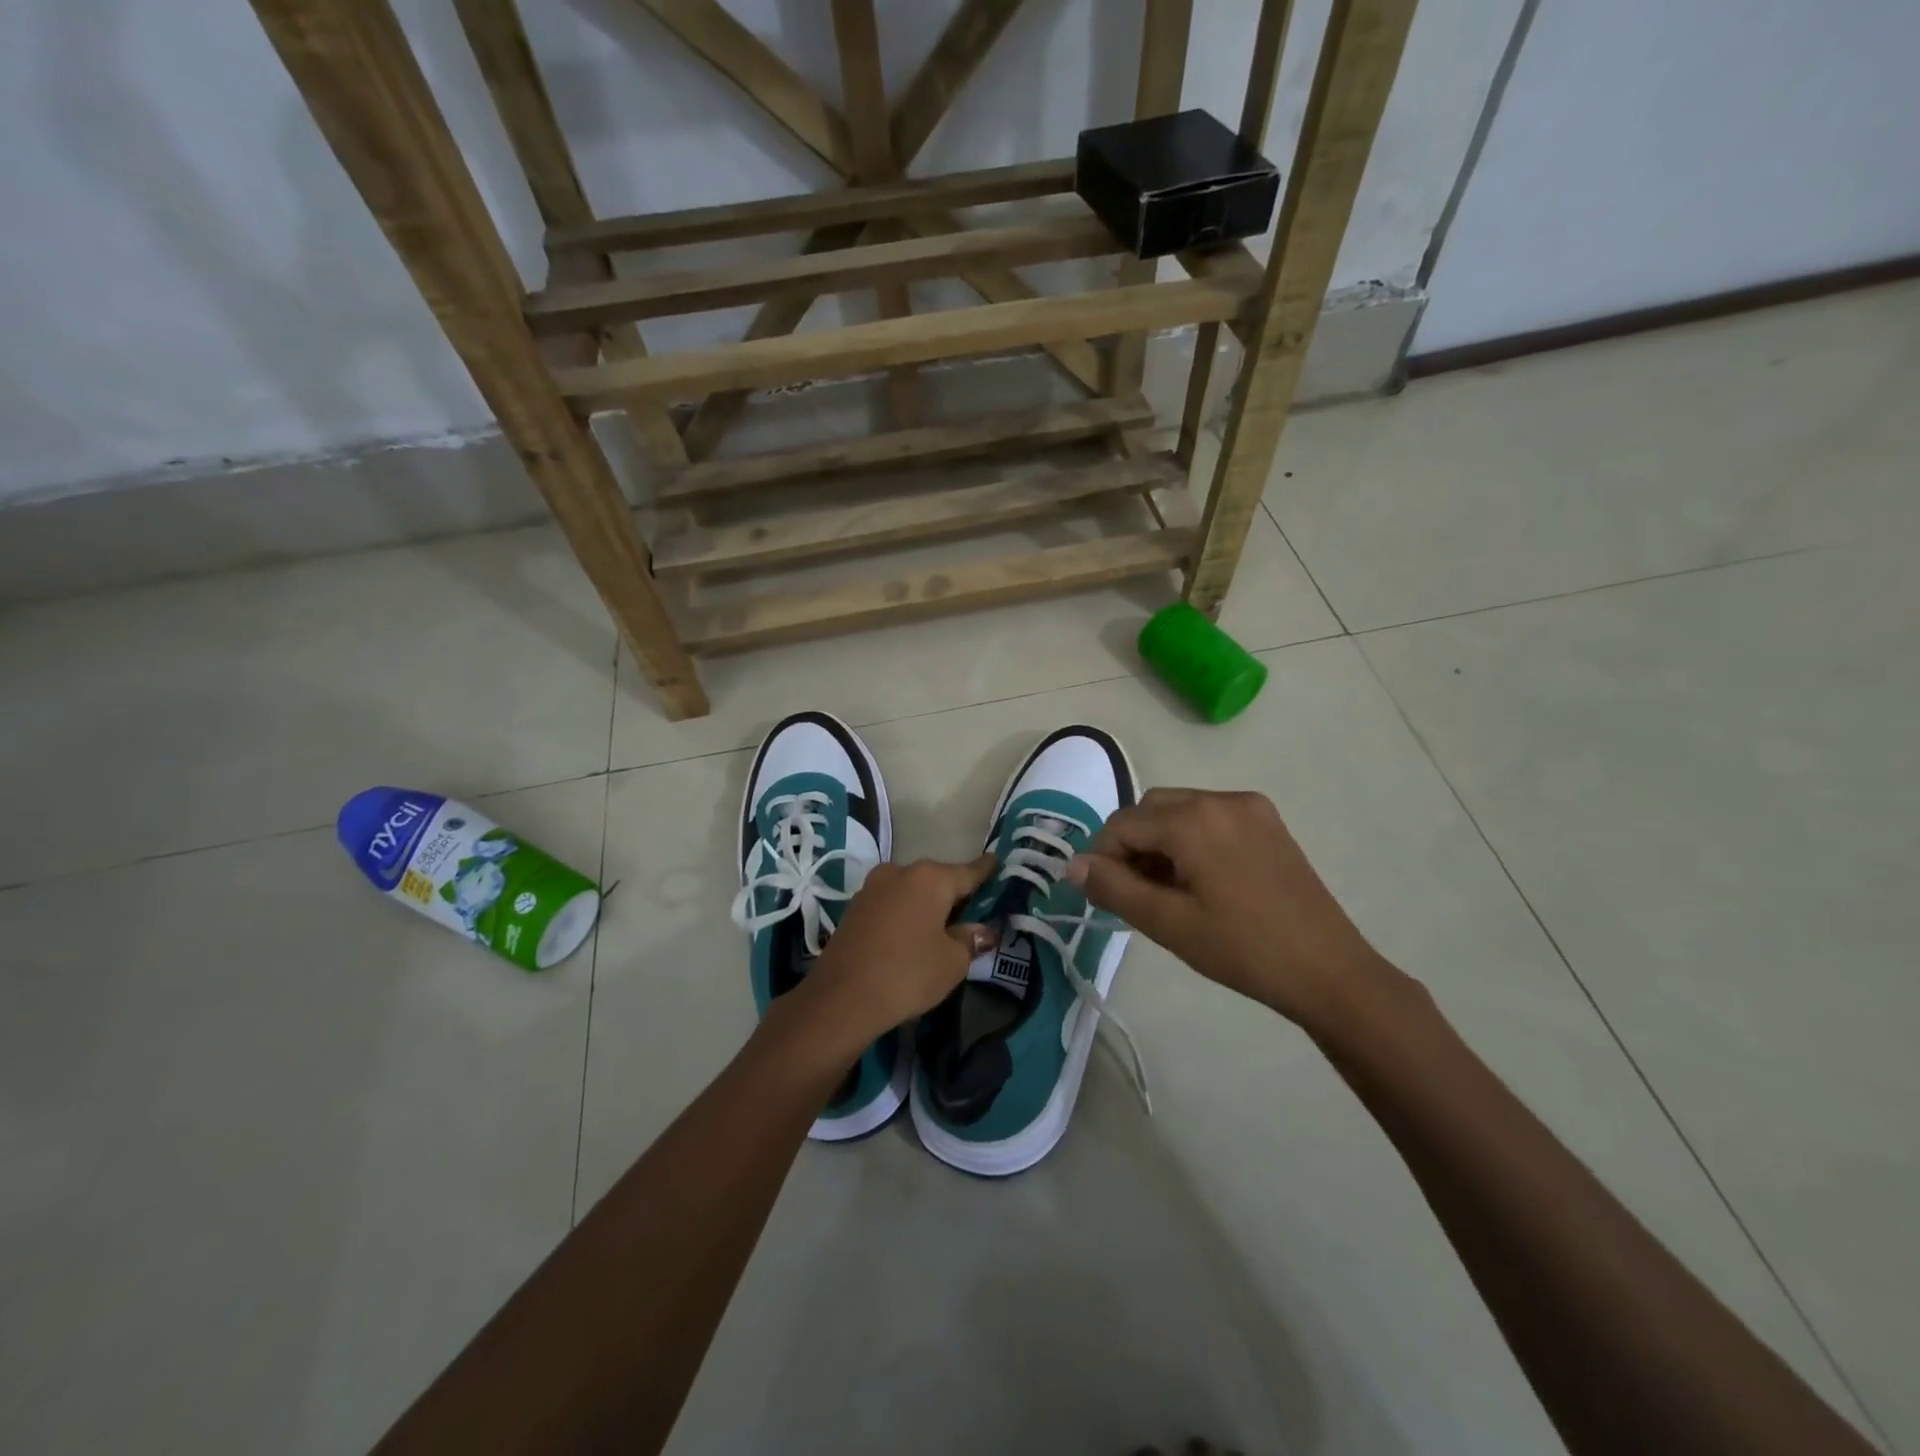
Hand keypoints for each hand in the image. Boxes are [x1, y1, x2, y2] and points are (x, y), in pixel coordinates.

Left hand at [795, 854, 997, 1053]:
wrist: (841, 997)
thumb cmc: (908, 973)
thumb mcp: (953, 962)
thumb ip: (970, 939)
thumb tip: (982, 930)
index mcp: (931, 878)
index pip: (969, 871)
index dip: (986, 871)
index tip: (997, 862)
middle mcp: (901, 871)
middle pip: (938, 879)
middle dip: (954, 894)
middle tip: (972, 913)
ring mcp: (873, 887)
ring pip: (911, 891)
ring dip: (926, 905)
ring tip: (941, 928)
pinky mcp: (854, 907)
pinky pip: (892, 904)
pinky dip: (905, 914)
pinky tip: (911, 936)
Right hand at [1066, 788, 1388, 1027]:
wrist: (1329, 970)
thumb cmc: (1242, 950)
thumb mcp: (1167, 923)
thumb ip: (1113, 888)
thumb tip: (1073, 865)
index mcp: (1193, 819)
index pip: (1122, 824)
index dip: (1102, 857)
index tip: (1102, 895)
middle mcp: (1219, 799)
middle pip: (1150, 810)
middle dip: (1131, 846)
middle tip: (1134, 893)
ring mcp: (1249, 807)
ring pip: (1180, 811)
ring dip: (1160, 841)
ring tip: (1167, 890)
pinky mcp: (1268, 821)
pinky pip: (1210, 817)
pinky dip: (1191, 839)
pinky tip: (1200, 880)